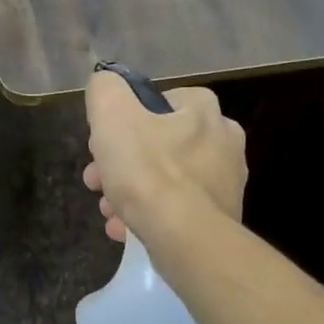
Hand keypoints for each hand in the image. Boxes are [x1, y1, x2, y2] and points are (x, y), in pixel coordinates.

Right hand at [82, 71, 245, 241]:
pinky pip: (177, 208)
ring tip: (108, 211)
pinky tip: (125, 230)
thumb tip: (107, 84)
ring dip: (131, 191)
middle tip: (96, 181)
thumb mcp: (112, 115)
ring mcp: (226, 182)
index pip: (158, 101)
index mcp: (204, 111)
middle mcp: (224, 141)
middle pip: (158, 144)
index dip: (124, 120)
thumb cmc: (148, 171)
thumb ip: (106, 89)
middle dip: (121, 162)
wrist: (186, 239)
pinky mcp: (222, 218)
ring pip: (165, 179)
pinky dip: (150, 215)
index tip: (102, 143)